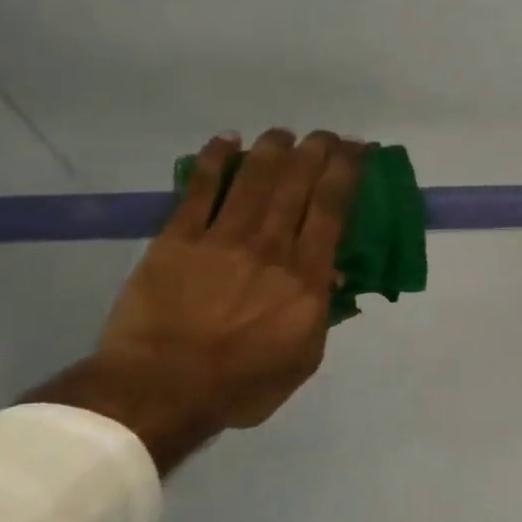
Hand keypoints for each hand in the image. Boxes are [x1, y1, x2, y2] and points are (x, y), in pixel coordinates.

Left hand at [25, 128, 363, 472]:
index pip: (332, 211)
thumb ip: (323, 314)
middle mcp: (270, 247)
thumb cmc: (243, 384)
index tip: (360, 152)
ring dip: (272, 150)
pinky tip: (225, 140)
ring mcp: (222, 239)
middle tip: (328, 135)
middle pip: (297, 185)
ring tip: (285, 133)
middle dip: (317, 153)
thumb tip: (337, 275)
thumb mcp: (305, 359)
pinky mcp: (177, 240)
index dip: (347, 175)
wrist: (162, 388)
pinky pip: (199, 190)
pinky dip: (214, 162)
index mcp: (306, 278)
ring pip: (253, 179)